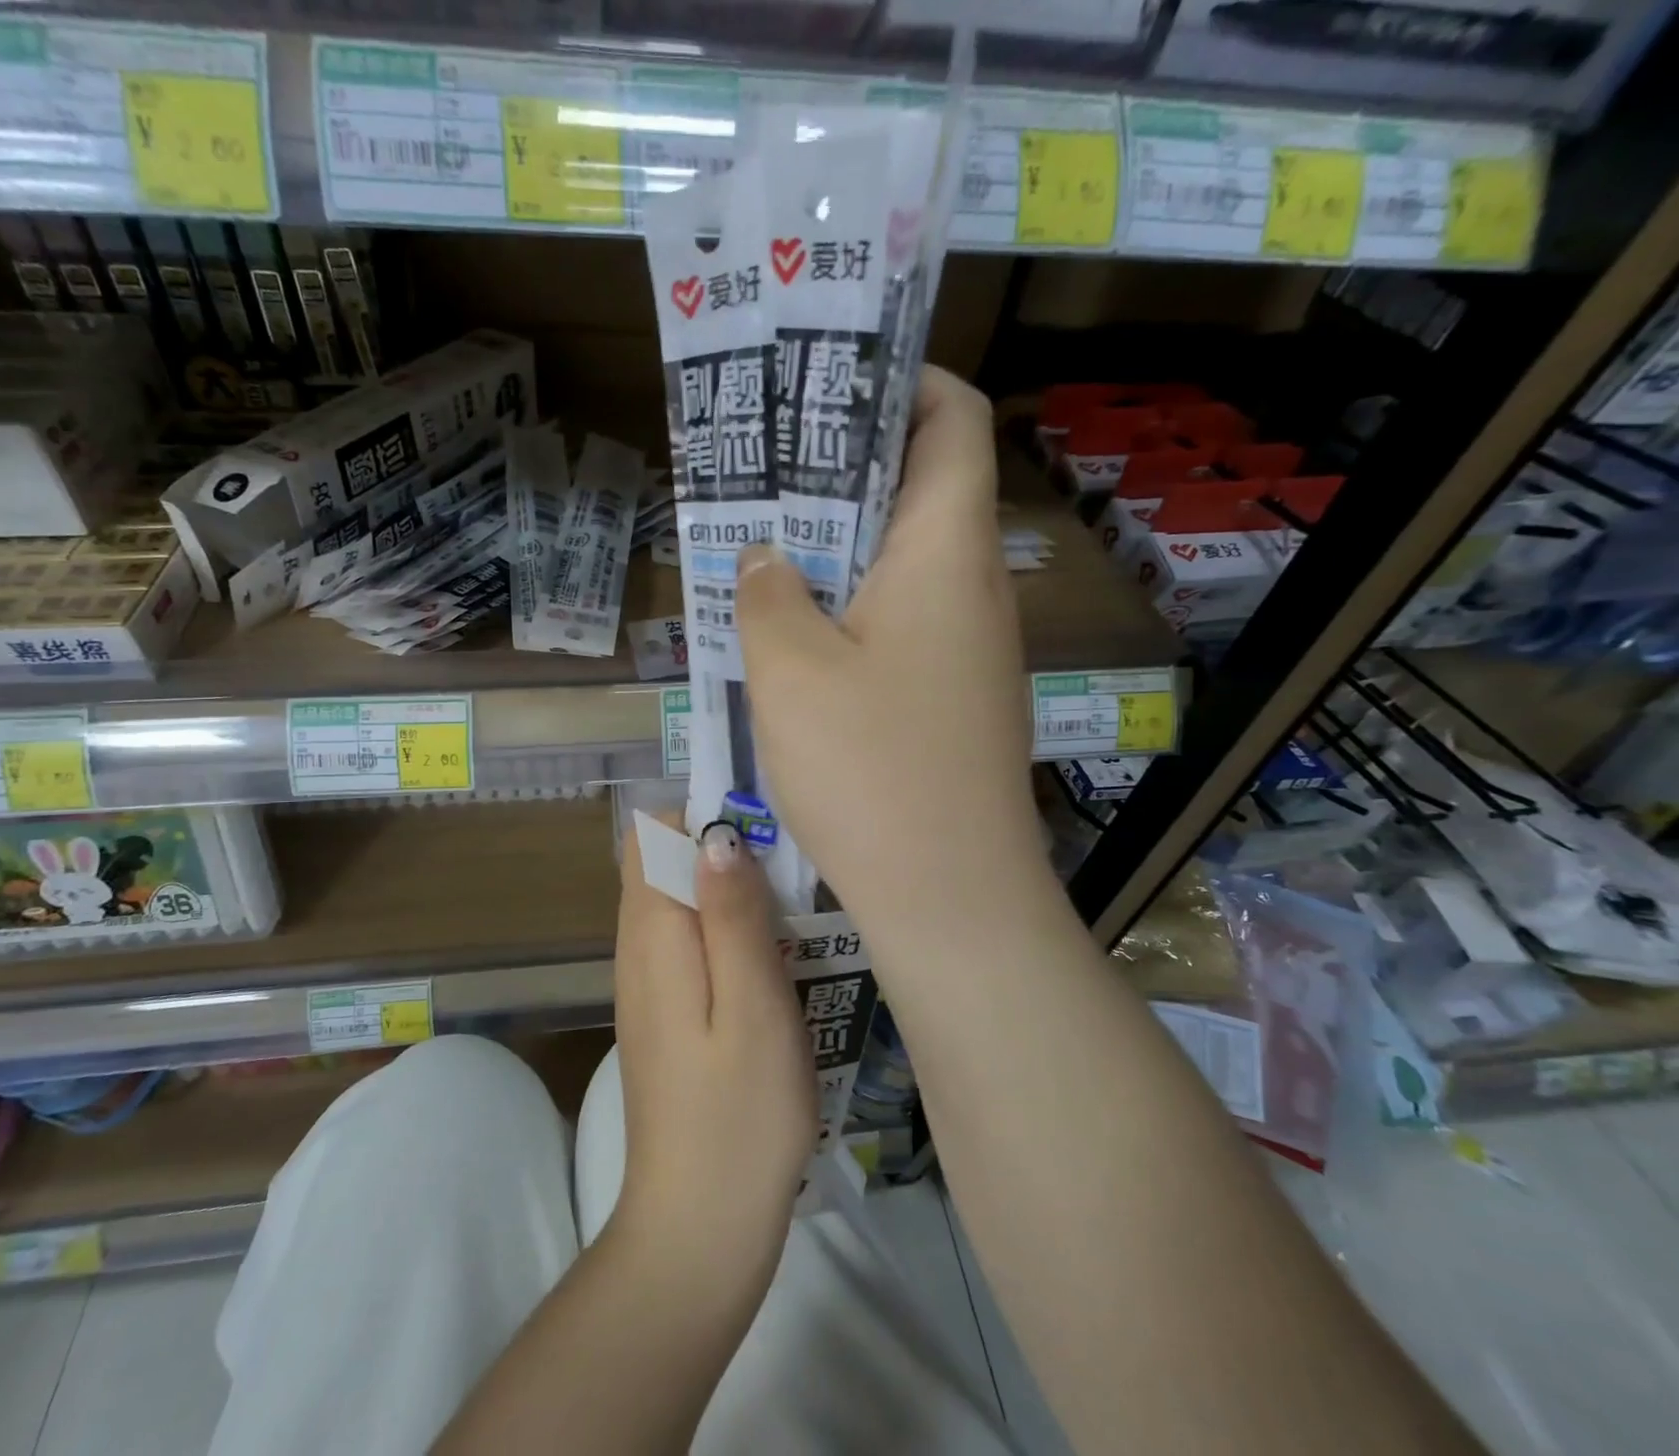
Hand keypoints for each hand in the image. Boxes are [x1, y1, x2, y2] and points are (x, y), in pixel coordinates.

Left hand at [611, 818, 816, 1272]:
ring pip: (680, 902)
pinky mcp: (667, 1013)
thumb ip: (731, 914)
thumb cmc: (738, 1114)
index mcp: (652, 936)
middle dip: (723, 852)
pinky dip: (726, 932)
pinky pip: (689, 943)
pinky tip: (771, 964)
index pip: (651, 836)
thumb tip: (715, 834)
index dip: (702, 816)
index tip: (763, 829)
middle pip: (664, 864)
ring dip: (730, 894)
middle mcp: (637, 949)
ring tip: (790, 917)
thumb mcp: (752, 1004)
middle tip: (789, 878)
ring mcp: (648, 983)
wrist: (700, 1226)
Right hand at [735, 366, 1045, 964]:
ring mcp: (971, 647)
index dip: (901, 382)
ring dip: (839, 550)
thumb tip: (765, 559)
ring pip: (904, 565)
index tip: (827, 386)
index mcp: (946, 551)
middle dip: (844, 469)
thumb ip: (767, 595)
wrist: (951, 896)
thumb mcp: (790, 670)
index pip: (952, 419)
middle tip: (765, 473)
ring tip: (764, 554)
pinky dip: (853, 611)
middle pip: (921, 489)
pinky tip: (796, 642)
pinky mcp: (955, 697)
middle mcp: (973, 586)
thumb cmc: (871, 768)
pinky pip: (903, 624)